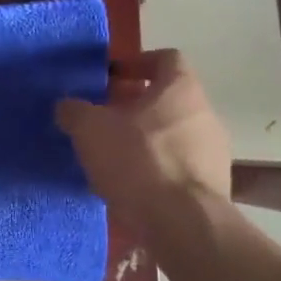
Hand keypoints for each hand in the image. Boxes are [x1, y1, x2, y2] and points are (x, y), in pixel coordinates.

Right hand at [55, 49, 231, 221]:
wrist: (182, 222)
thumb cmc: (138, 161)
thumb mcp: (91, 130)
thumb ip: (75, 111)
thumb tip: (67, 106)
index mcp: (180, 88)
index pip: (165, 58)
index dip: (136, 63)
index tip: (110, 78)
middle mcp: (204, 113)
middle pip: (167, 99)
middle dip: (134, 107)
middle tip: (102, 120)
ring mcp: (213, 151)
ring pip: (172, 134)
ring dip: (144, 140)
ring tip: (112, 158)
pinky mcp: (211, 185)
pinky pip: (177, 167)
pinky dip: (155, 170)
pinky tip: (131, 187)